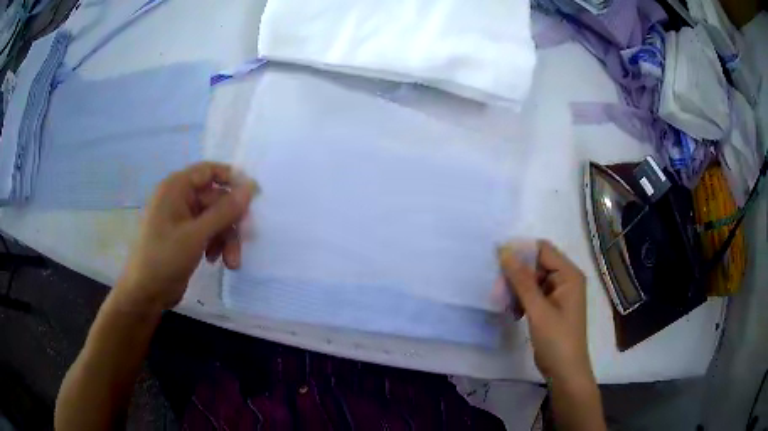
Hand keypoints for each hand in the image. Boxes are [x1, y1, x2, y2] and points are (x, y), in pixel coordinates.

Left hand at [116, 162, 257, 312]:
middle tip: (244, 242)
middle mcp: (179, 198)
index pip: (209, 171)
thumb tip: (251, 187)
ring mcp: (181, 219)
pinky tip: (214, 261)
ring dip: (225, 239)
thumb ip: (224, 211)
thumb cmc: (164, 259)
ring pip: (214, 219)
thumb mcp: (196, 235)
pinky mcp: (184, 237)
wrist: (144, 293)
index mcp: (176, 188)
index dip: (232, 179)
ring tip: (230, 263)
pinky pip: (207, 233)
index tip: (254, 197)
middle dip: (230, 223)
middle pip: (215, 200)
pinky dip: (215, 245)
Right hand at [499, 240, 593, 384]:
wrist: (565, 371)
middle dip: (517, 274)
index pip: (543, 249)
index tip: (497, 260)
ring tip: (503, 303)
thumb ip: (522, 280)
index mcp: (569, 275)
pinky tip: (513, 312)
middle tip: (498, 289)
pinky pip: (534, 294)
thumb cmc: (556, 340)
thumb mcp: (538, 310)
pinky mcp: (552, 306)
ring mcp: (559, 293)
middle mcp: (566, 279)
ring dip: (517, 289)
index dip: (521, 251)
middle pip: (537, 264)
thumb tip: (505, 252)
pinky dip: (522, 300)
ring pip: (533, 280)